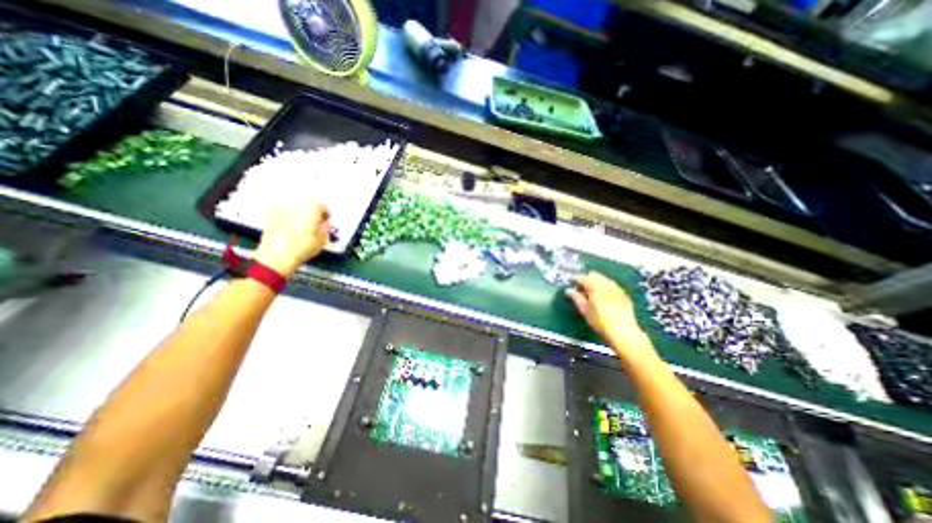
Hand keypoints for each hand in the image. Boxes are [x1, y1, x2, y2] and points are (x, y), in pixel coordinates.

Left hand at [253, 197, 329, 274]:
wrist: (278, 254)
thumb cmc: (304, 246)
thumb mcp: (323, 239)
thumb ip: (326, 226)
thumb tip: (324, 222)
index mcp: (312, 207)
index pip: (322, 206)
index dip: (325, 215)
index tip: (325, 222)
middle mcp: (296, 202)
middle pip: (308, 204)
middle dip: (312, 212)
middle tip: (314, 224)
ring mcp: (282, 207)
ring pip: (295, 206)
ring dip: (300, 213)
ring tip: (301, 226)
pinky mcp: (270, 213)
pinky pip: (283, 211)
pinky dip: (288, 216)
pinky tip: (290, 227)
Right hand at [569, 271, 649, 353]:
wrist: (623, 331)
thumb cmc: (600, 321)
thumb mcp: (584, 309)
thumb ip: (576, 297)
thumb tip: (568, 290)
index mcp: (595, 286)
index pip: (582, 277)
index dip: (575, 279)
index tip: (571, 283)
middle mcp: (606, 283)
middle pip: (594, 275)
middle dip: (586, 279)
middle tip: (581, 289)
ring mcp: (616, 287)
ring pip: (603, 279)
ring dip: (596, 282)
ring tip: (592, 293)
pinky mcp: (623, 293)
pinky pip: (611, 285)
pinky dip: (605, 287)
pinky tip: (603, 297)